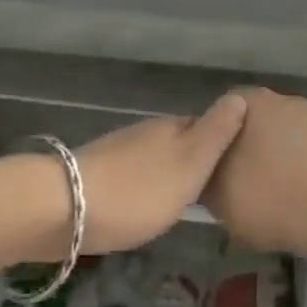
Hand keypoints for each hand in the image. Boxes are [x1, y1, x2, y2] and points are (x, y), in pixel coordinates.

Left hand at [73, 94, 247, 254]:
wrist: (66, 210)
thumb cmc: (140, 190)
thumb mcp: (190, 163)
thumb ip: (215, 133)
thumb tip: (240, 96)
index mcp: (171, 128)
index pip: (205, 125)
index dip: (222, 139)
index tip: (240, 159)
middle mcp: (144, 134)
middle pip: (178, 142)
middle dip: (195, 158)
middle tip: (217, 185)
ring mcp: (117, 154)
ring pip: (154, 159)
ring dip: (169, 173)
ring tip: (188, 198)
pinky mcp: (97, 178)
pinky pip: (134, 177)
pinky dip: (146, 187)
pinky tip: (150, 205)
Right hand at [203, 89, 306, 256]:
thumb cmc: (269, 198)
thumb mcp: (218, 196)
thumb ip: (204, 177)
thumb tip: (204, 174)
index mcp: (254, 102)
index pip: (219, 113)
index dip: (210, 142)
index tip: (207, 169)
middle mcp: (287, 103)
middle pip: (253, 126)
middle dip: (243, 151)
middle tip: (232, 184)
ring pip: (281, 143)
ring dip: (272, 164)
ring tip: (264, 199)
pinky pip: (306, 160)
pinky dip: (297, 176)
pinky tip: (293, 204)